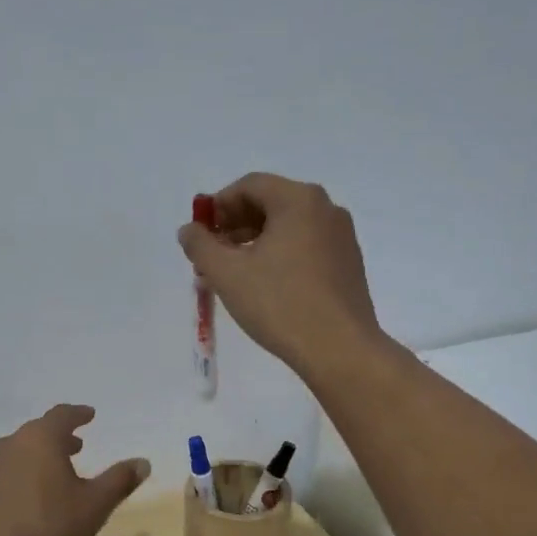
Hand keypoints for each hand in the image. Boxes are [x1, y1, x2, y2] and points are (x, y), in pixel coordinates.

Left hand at [0, 405, 150, 535]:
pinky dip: (16, 478)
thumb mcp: (93, 507)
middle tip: (75, 447)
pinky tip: (22, 500)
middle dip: (58, 438)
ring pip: (15, 453)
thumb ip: (119, 481)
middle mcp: (9, 445)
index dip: (78, 414)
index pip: (62, 415)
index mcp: (40, 440)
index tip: (89, 414)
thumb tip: (143, 462)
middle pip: (37, 433)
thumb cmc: (46, 528)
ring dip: (35, 458)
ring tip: (50, 475)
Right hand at [178, 173, 381, 375]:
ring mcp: (341, 236)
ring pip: (289, 226)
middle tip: (212, 254)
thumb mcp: (227, 274)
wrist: (339, 349)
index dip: (218, 206)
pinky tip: (265, 285)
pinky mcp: (348, 263)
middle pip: (270, 202)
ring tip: (234, 272)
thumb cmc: (279, 304)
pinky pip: (306, 245)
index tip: (199, 234)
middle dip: (235, 224)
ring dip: (256, 241)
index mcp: (298, 200)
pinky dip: (280, 254)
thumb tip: (189, 230)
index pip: (249, 185)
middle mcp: (325, 209)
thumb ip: (200, 246)